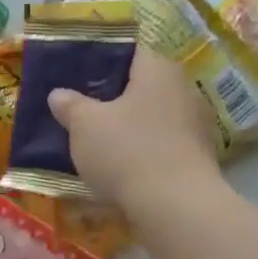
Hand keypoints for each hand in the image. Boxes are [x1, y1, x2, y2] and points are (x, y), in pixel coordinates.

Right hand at [48, 45, 222, 210]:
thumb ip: (70, 105)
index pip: (128, 52)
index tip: (76, 76)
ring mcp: (195, 124)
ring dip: (128, 125)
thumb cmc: (126, 151)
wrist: (176, 206)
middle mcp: (183, 89)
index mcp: (157, 69)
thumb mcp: (84, 125)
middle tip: (82, 108)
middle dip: (113, 96)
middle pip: (141, 85)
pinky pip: (162, 143)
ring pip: (152, 116)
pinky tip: (121, 165)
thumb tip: (58, 94)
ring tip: (97, 140)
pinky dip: (142, 149)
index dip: (100, 61)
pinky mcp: (198, 156)